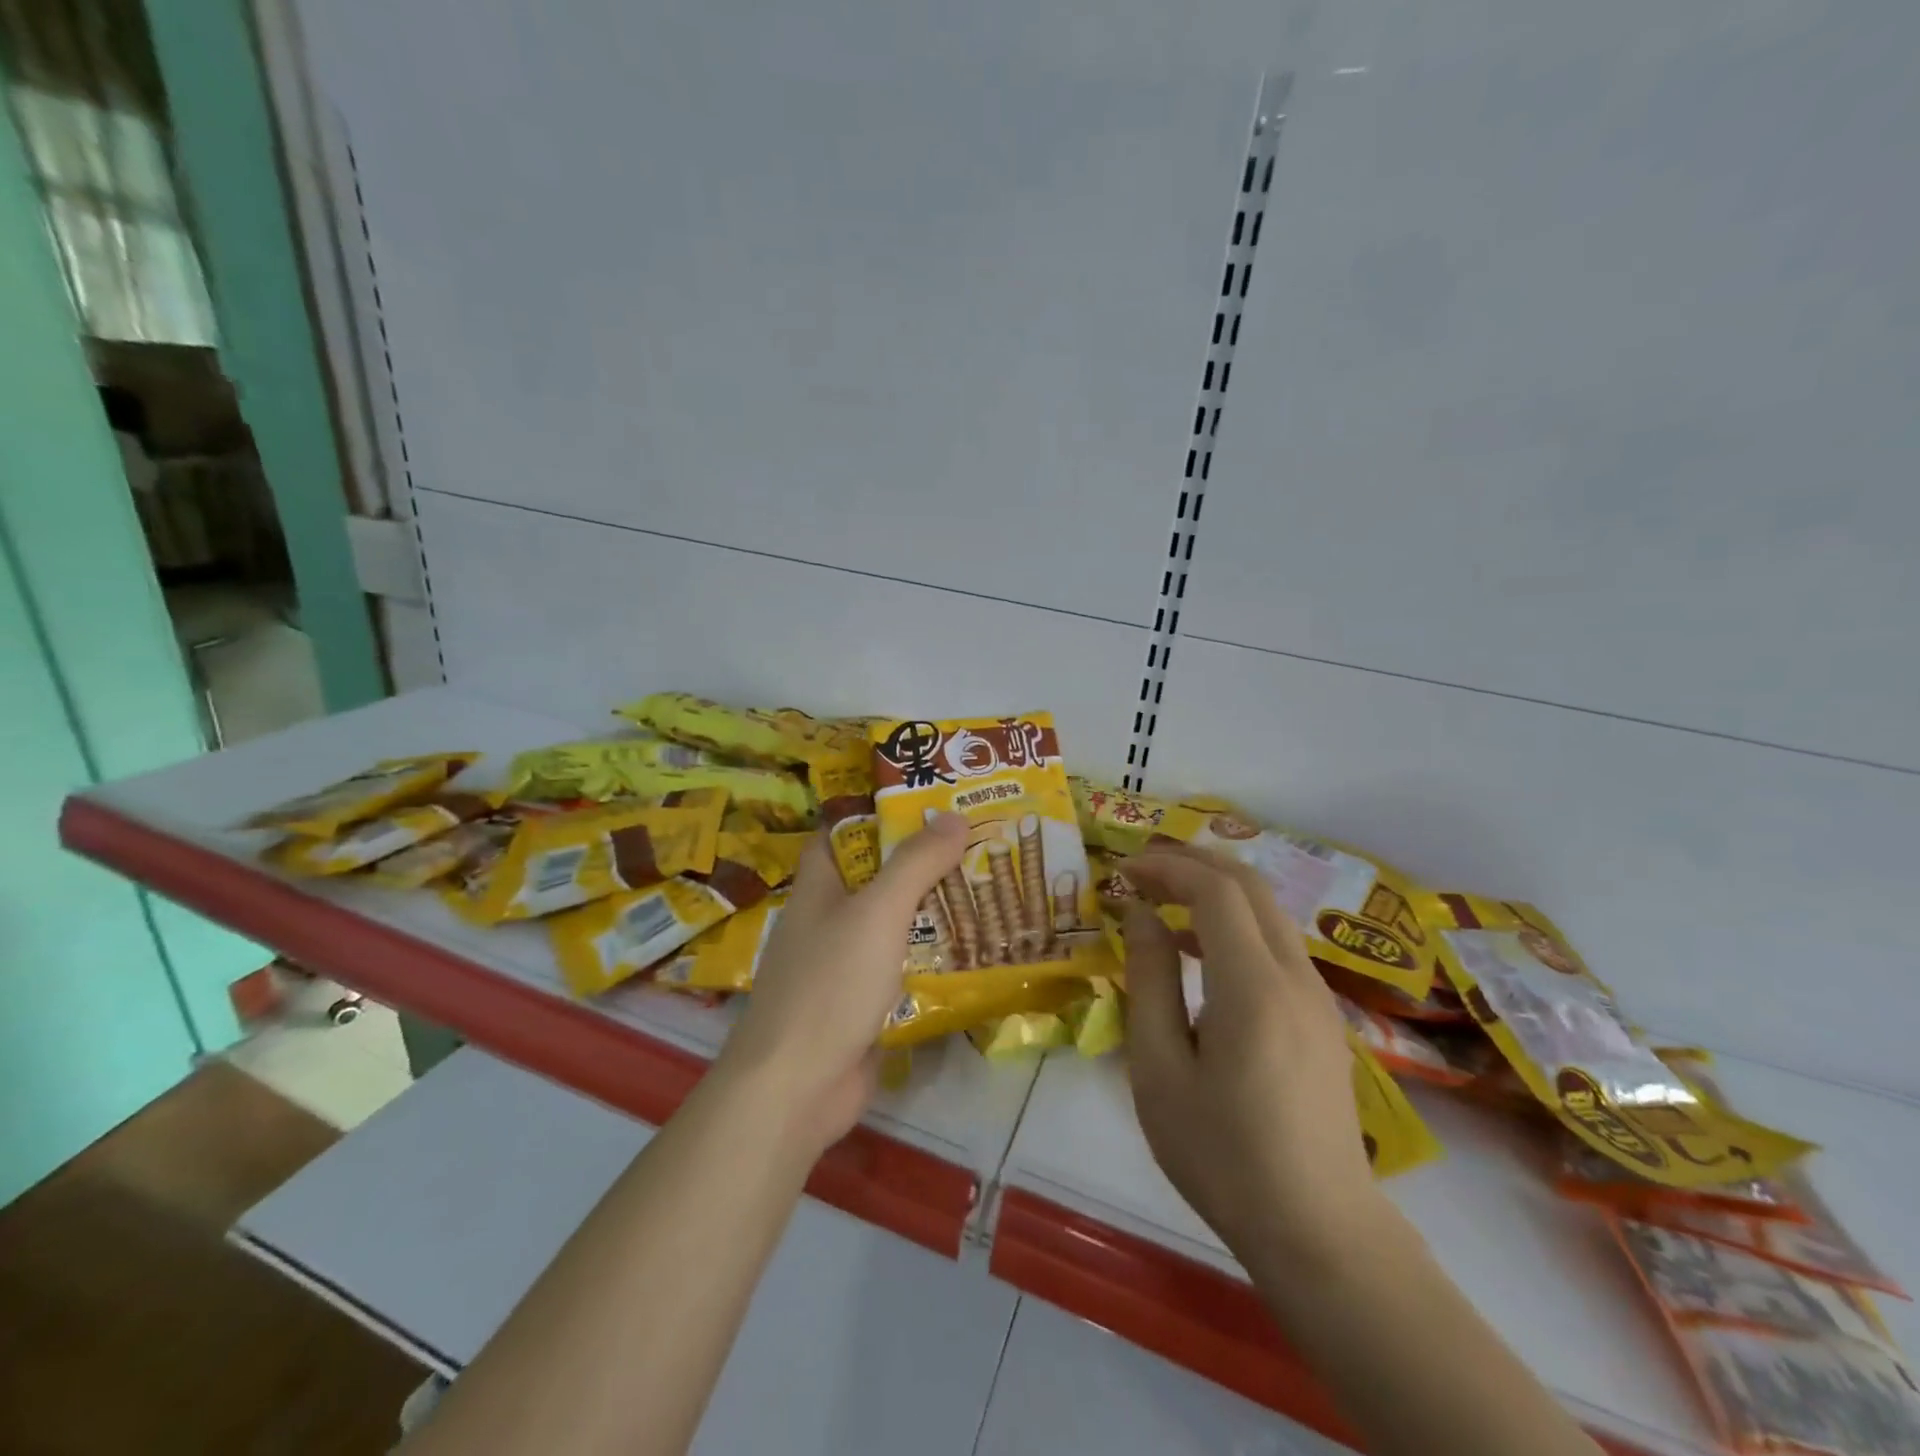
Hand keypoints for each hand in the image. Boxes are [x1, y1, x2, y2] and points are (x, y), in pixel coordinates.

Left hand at [717, 814, 968, 1152]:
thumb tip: (954, 816)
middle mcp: (826, 921)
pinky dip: (929, 958)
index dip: (872, 813)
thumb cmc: (829, 984)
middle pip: (874, 879)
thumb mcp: (877, 912)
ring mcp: (842, 967)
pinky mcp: (860, 1006)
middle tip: (974, 841)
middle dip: (918, 861)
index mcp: (818, 888)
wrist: (795, 1088)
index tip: (922, 799)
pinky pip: (900, 969)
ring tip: (985, 888)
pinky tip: (971, 951)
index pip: (838, 834)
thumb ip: (916, 864)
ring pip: (891, 926)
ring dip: (930, 911)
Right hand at [1122, 844, 1389, 1269]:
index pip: (1215, 890)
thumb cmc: (1222, 1154)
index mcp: (1253, 987)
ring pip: (1268, 911)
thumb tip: (1142, 915)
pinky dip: (1236, 924)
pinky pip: (1277, 944)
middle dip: (1193, 863)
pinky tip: (1201, 954)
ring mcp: (1317, 996)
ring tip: (1163, 903)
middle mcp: (1295, 976)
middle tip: (1142, 871)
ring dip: (1216, 890)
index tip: (1123, 872)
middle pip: (1250, 885)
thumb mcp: (1160, 1070)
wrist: (1318, 1231)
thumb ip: (1149, 981)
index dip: (1167, 867)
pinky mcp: (1322, 1017)